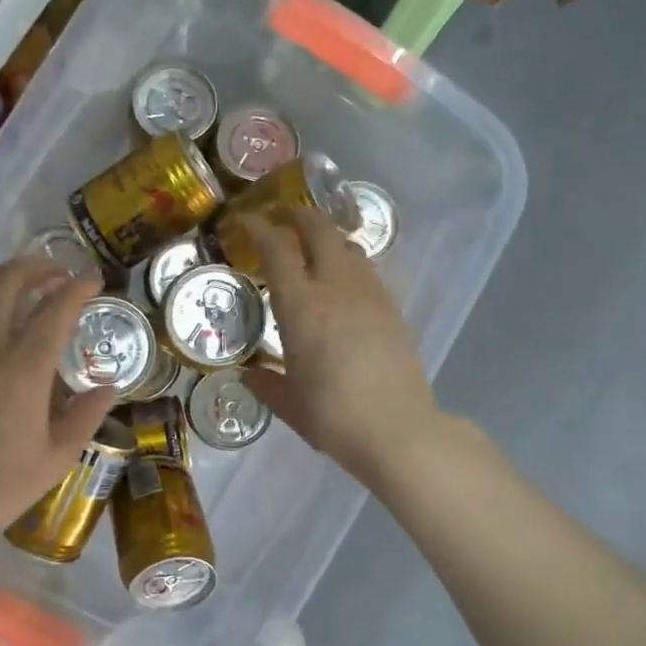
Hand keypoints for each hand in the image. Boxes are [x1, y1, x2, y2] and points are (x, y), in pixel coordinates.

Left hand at [0, 258, 113, 552]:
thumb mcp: (56, 458)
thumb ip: (86, 416)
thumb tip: (108, 388)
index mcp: (22, 371)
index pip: (54, 311)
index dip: (77, 288)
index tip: (93, 280)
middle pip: (7, 283)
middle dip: (37, 267)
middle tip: (59, 272)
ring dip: (3, 275)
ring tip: (25, 281)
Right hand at [240, 208, 440, 487]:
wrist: (397, 429)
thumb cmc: (333, 417)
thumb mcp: (289, 404)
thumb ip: (266, 384)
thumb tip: (249, 374)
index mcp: (301, 306)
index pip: (277, 250)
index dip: (260, 228)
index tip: (247, 220)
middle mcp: (336, 288)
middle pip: (320, 231)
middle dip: (300, 216)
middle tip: (285, 219)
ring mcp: (371, 295)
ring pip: (349, 247)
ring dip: (329, 238)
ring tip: (315, 249)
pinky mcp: (394, 310)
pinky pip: (368, 272)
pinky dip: (350, 265)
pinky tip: (345, 286)